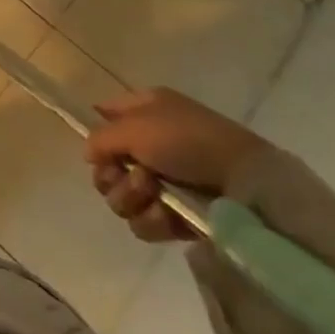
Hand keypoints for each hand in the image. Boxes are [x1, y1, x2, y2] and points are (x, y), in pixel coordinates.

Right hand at [82, 88, 269, 242]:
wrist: (244, 185)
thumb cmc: (187, 141)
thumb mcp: (135, 126)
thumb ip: (100, 138)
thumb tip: (90, 155)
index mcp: (144, 111)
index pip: (104, 116)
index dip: (97, 133)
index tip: (99, 149)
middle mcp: (150, 143)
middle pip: (106, 165)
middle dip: (112, 175)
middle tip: (131, 175)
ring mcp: (164, 182)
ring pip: (120, 197)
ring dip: (131, 197)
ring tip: (154, 193)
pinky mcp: (176, 216)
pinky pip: (143, 222)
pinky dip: (152, 220)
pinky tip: (167, 215)